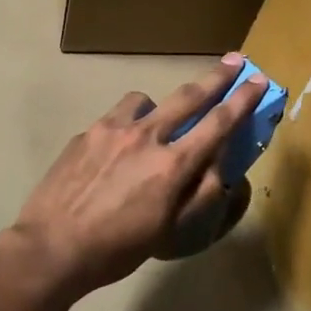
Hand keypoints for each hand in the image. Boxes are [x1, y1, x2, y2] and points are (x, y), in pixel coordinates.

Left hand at [6, 55, 267, 300]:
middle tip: (233, 61)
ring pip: (144, 100)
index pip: (217, 123)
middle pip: (188, 96)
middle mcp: (146, 136)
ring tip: (151, 126)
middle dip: (215, 78)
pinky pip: (114, 119)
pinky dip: (125, 127)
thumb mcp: (168, 231)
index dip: (242, 100)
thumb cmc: (116, 249)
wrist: (51, 248)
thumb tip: (218, 168)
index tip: (258, 80)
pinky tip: (113, 152)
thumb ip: (198, 195)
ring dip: (157, 107)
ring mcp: (111, 129)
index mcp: (172, 165)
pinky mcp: (85, 133)